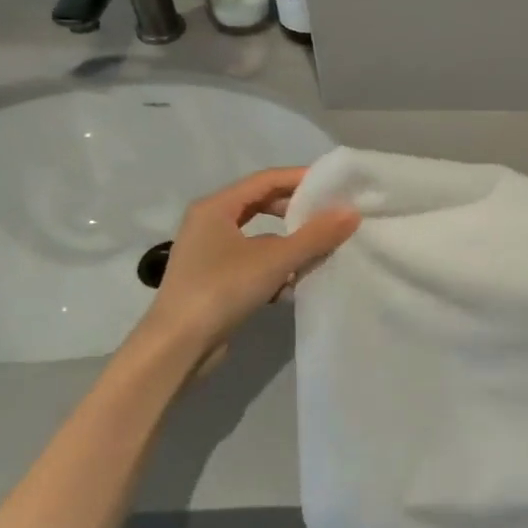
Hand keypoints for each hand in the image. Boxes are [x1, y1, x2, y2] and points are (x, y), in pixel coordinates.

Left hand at [134, 167, 359, 366]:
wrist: (176, 348)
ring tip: (319, 251)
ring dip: (289, 243)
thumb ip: (315, 235)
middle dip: (296, 212)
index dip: (301, 179)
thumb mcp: (275, 260)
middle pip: (261, 205)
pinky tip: (295, 283)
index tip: (334, 186)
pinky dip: (275, 266)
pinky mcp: (214, 280)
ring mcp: (209, 253)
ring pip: (259, 237)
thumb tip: (351, 212)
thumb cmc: (221, 290)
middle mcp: (209, 223)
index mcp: (215, 207)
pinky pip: (253, 261)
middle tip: (330, 217)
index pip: (266, 179)